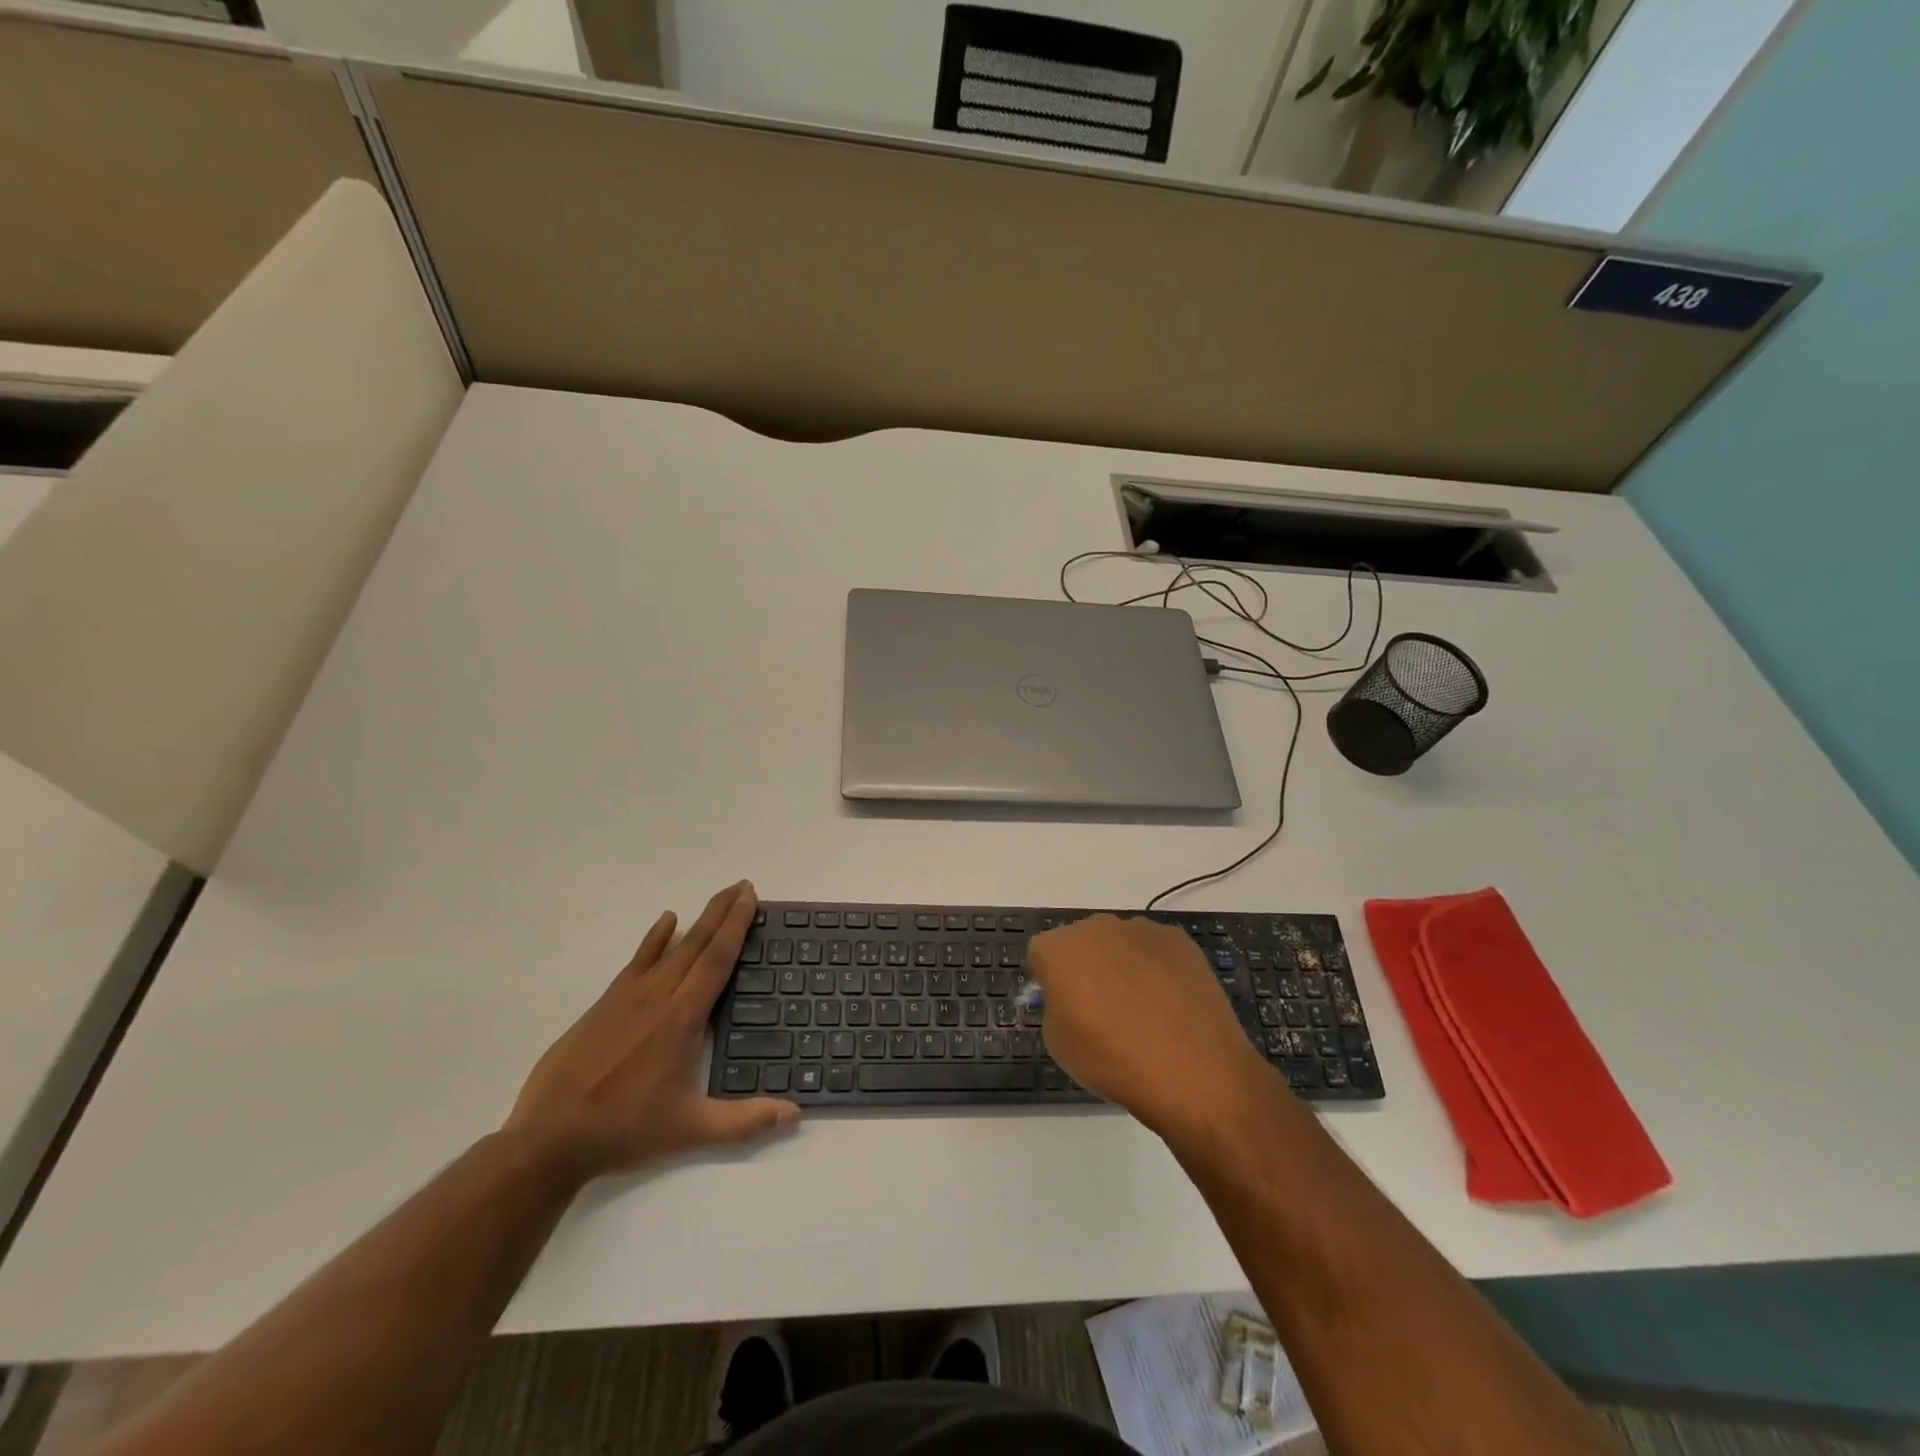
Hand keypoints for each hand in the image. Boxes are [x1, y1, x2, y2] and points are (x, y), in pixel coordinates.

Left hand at [505, 880, 798, 1180]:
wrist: (549, 1138)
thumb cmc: (625, 1130)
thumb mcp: (691, 1130)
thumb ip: (744, 1121)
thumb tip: (795, 1114)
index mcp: (682, 1019)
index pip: (716, 960)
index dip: (736, 926)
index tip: (750, 898)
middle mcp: (659, 996)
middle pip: (697, 943)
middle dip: (723, 911)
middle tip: (743, 885)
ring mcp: (628, 997)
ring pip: (671, 947)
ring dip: (698, 920)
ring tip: (719, 898)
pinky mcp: (606, 1004)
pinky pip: (637, 960)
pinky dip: (655, 938)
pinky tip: (666, 920)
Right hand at [1027, 914, 1276, 1139]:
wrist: (1191, 1070)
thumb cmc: (1112, 1060)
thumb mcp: (1059, 1044)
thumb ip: (1055, 1008)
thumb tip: (1070, 999)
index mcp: (1057, 949)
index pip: (1040, 958)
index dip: (1049, 984)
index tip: (1063, 1010)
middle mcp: (1094, 927)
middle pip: (1081, 944)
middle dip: (1085, 968)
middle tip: (1101, 1010)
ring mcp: (1140, 929)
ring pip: (1120, 944)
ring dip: (1122, 966)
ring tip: (1143, 1011)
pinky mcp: (1178, 939)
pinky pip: (1155, 951)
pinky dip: (1157, 969)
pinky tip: (1170, 1005)